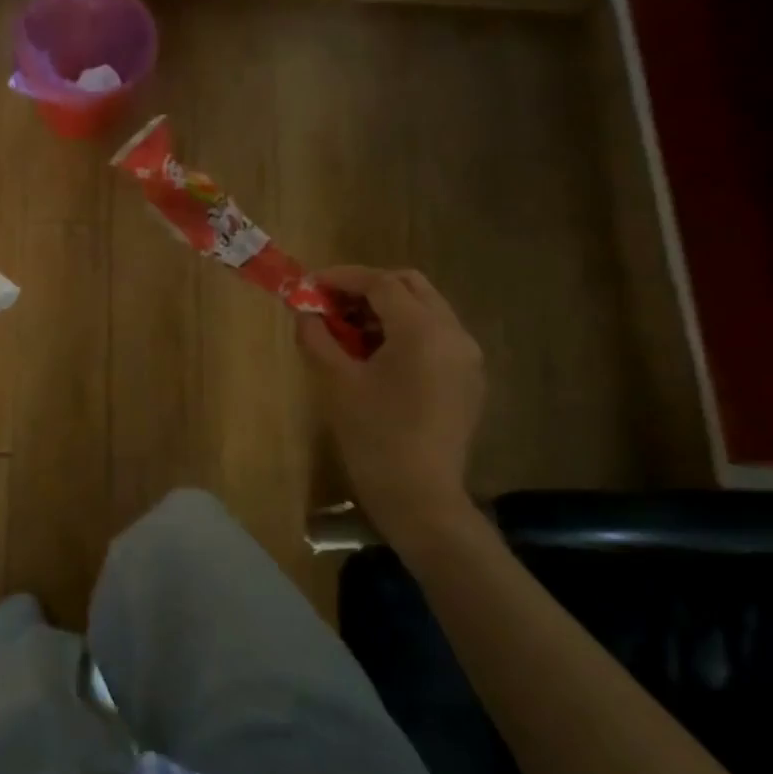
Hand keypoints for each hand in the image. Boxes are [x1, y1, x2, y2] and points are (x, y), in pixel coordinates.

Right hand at [298, 267, 483, 515]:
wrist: (420, 496)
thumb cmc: (373, 436)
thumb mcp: (337, 382)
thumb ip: (317, 337)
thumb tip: (305, 312)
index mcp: (422, 330)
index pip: (381, 283)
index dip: (341, 278)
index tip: (309, 284)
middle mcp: (453, 333)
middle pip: (410, 286)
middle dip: (367, 287)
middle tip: (330, 304)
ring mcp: (466, 356)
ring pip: (425, 309)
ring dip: (386, 309)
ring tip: (347, 331)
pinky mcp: (467, 378)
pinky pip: (436, 336)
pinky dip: (405, 331)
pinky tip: (376, 355)